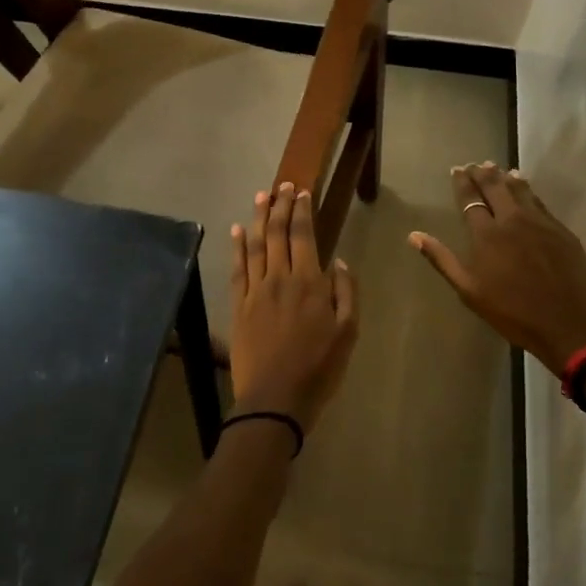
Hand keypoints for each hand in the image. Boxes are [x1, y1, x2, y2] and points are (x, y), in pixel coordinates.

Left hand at [229, 183, 358, 432]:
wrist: (275, 400)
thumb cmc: (319, 368)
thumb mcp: (348, 332)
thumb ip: (346, 292)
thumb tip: (338, 260)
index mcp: (309, 283)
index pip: (303, 236)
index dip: (302, 211)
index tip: (301, 192)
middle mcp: (279, 279)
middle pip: (277, 233)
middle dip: (280, 206)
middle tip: (282, 186)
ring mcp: (255, 291)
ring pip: (255, 245)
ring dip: (259, 218)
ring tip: (261, 197)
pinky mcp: (238, 306)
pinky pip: (237, 269)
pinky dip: (237, 247)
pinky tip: (238, 231)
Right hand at [410, 162, 585, 374]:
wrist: (569, 325)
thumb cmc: (512, 312)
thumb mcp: (469, 291)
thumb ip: (442, 259)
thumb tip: (414, 236)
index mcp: (486, 235)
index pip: (471, 199)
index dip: (463, 183)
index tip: (457, 170)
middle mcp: (512, 220)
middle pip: (495, 187)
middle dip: (482, 174)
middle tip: (474, 164)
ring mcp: (540, 222)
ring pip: (520, 190)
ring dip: (505, 177)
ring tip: (497, 168)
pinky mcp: (561, 230)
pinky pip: (539, 202)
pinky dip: (528, 190)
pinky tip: (524, 187)